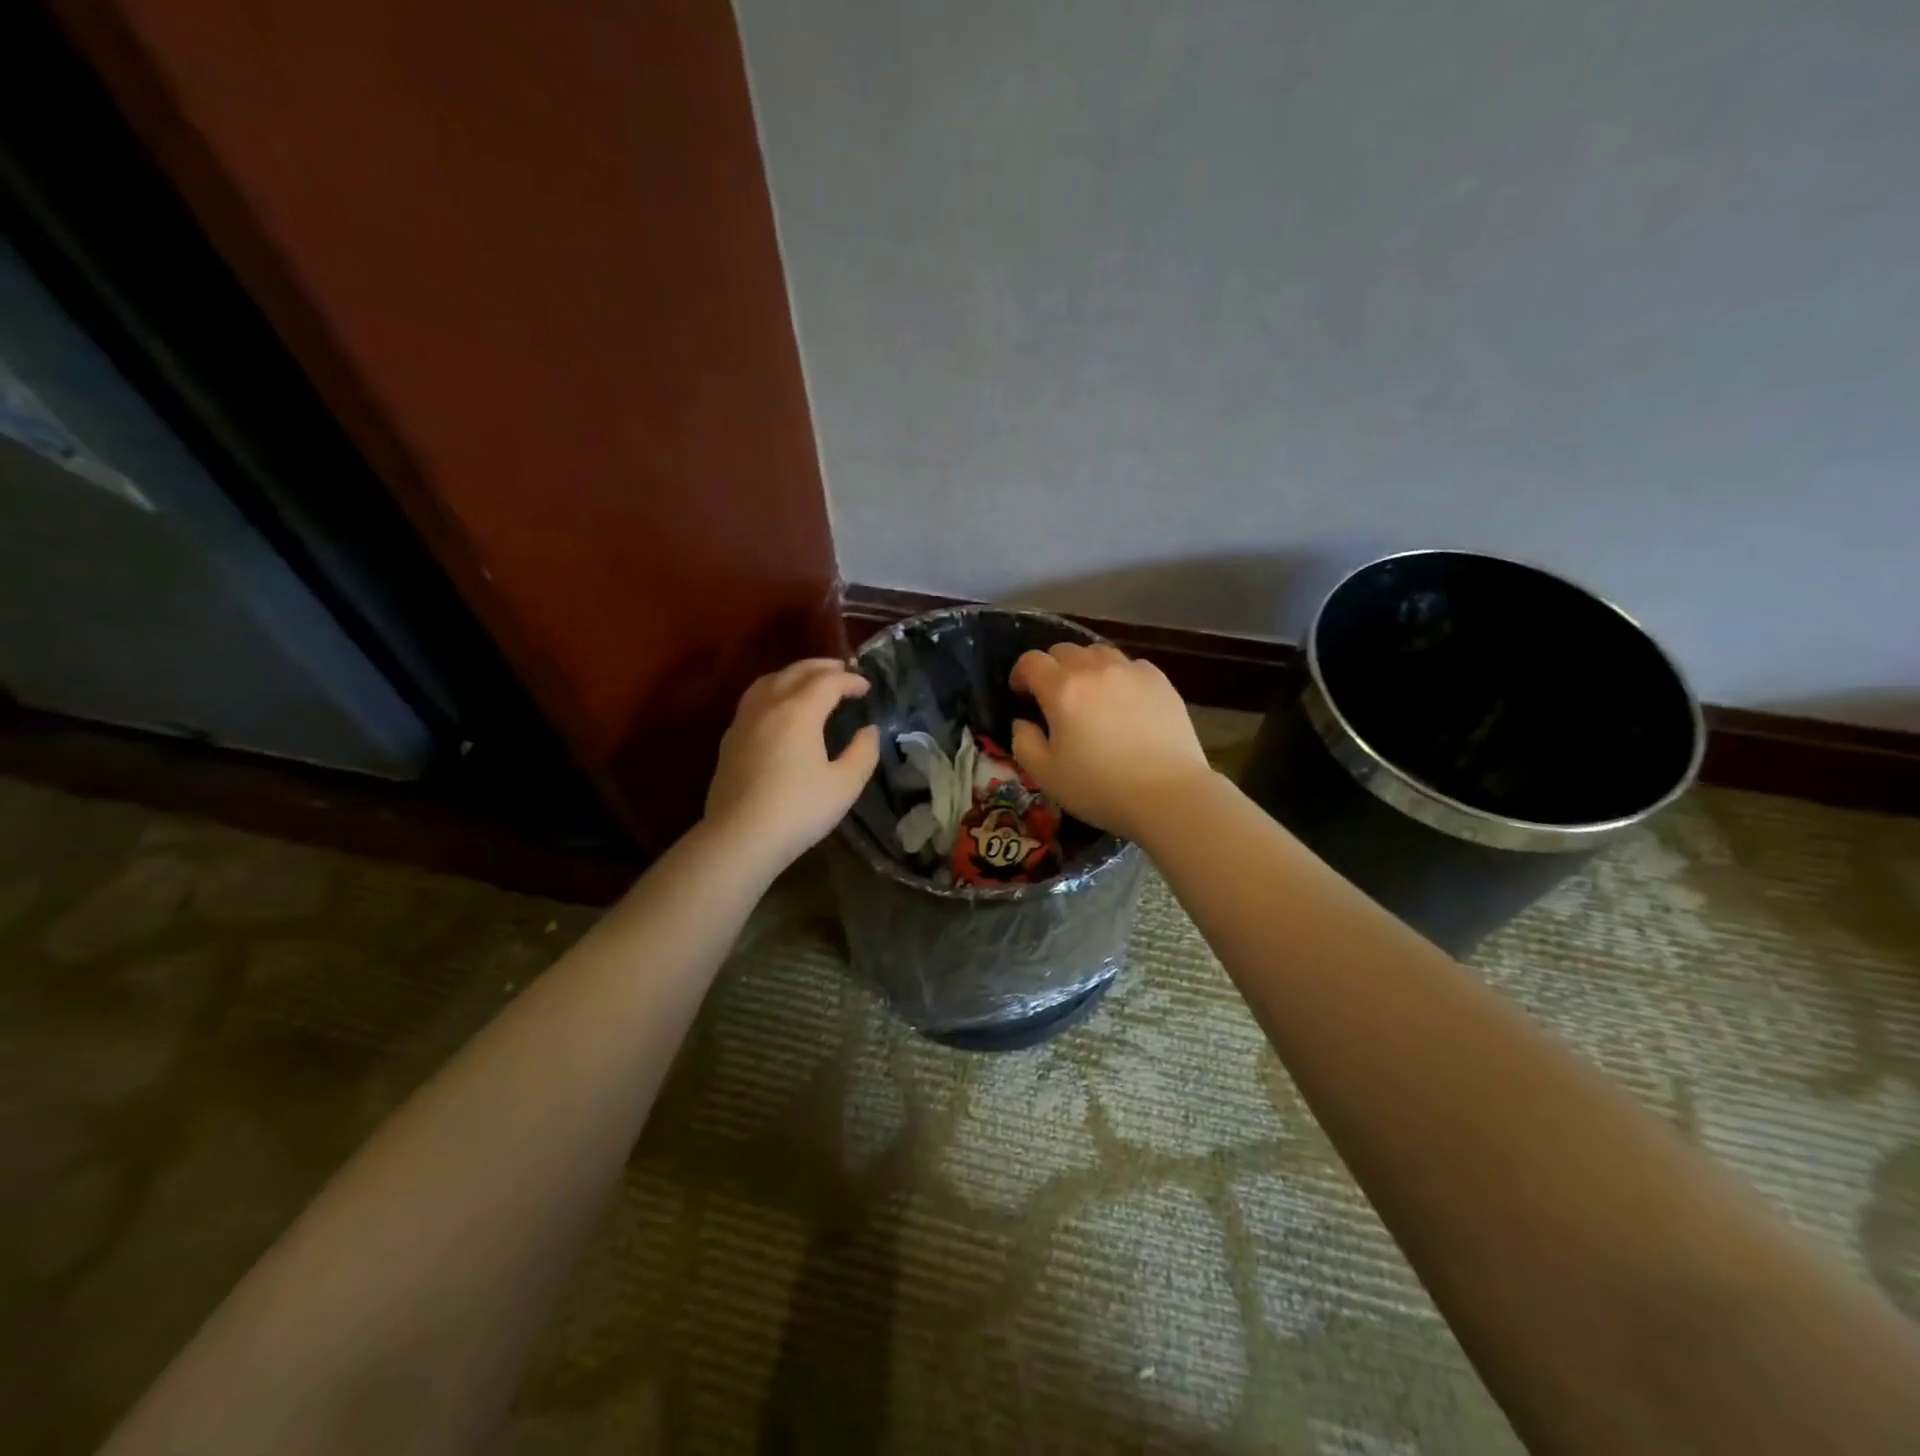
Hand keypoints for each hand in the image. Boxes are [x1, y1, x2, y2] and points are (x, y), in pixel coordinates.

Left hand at [704, 658, 879, 869]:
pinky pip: (754, 699)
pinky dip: (774, 691)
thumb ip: (863, 752)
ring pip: (769, 681)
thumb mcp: (845, 785)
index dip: (851, 680)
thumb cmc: (798, 810)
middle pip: (796, 671)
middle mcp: (769, 705)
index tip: (867, 688)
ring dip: (794, 674)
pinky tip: (779, 709)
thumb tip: (869, 731)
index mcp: (799, 711)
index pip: (828, 682)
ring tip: (810, 682)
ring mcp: (744, 720)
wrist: (740, 837)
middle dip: (822, 667)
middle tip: (843, 671)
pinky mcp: (730, 739)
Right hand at [1009, 643, 1211, 840]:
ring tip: (1089, 693)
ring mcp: (1131, 671)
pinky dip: (1118, 675)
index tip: (1021, 693)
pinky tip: (1123, 700)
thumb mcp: (1046, 775)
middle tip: (1054, 696)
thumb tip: (1022, 722)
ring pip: (1098, 653)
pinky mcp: (1160, 681)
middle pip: (1064, 650)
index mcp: (1062, 690)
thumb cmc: (1100, 788)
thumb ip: (1024, 743)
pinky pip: (1130, 665)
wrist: (1169, 794)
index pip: (1031, 661)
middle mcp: (1095, 670)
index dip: (1020, 673)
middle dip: (1052, 668)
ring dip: (1085, 666)